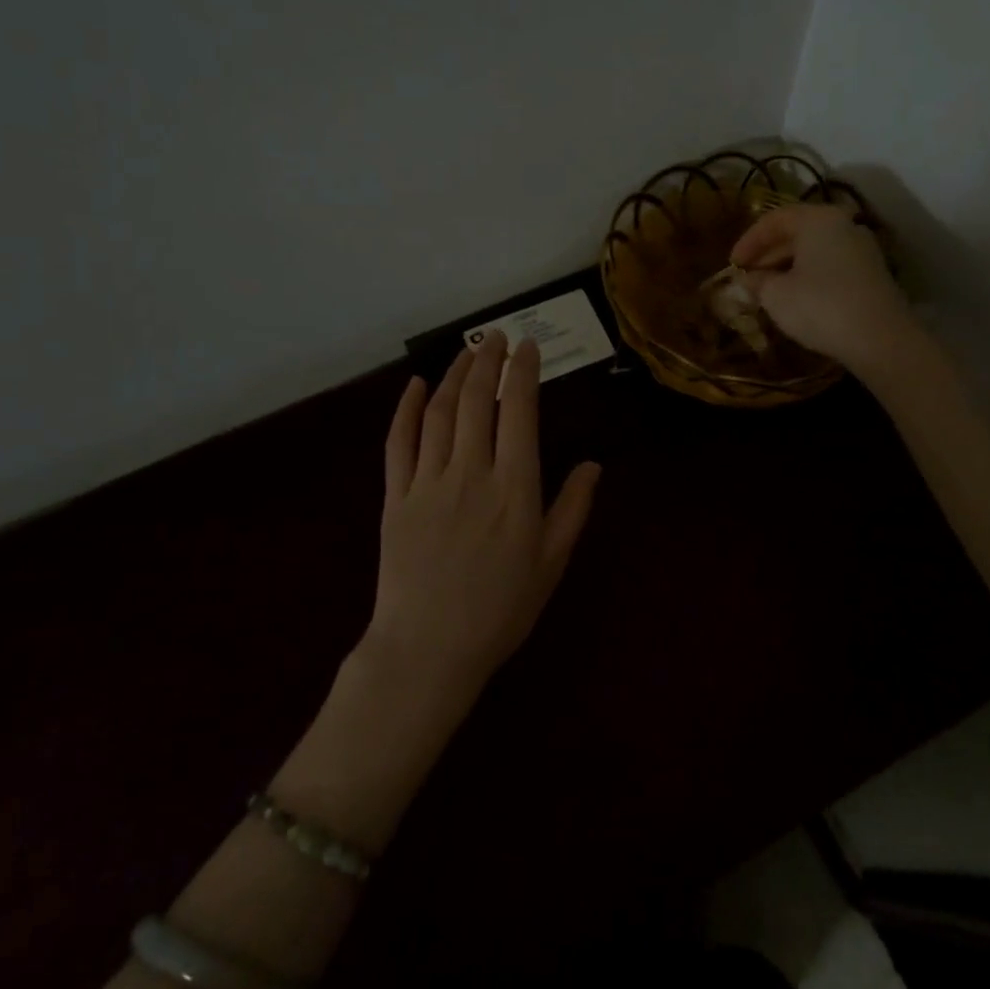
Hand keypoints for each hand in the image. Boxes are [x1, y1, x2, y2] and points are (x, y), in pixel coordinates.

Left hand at [370, 333, 601, 694]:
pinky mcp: (396, 497)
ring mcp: (428, 482)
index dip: (523, 373)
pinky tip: (417, 385)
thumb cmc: (500, 611)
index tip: (528, 347)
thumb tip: (593, 464)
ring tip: (467, 352)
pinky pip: (399, 442)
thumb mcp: (551, 563)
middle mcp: (471, 473)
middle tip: (496, 337)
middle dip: (488, 361)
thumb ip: (573, 509)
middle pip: (478, 401)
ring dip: (455, 376)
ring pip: (440, 413)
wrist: (427, 651)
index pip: (519, 413)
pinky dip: (407, 408)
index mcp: (514, 488)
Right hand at [730, 203, 917, 372]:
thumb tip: (746, 280)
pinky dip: (808, 276)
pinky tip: (795, 298)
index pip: (774, 220)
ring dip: (787, 267)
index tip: (732, 265)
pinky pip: (830, 265)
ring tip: (767, 290)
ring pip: (814, 250)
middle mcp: (843, 225)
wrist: (880, 339)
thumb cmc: (820, 307)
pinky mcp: (871, 273)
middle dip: (768, 255)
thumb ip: (756, 282)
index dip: (748, 241)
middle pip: (796, 232)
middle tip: (747, 277)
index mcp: (818, 220)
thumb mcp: (776, 295)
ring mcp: (861, 249)